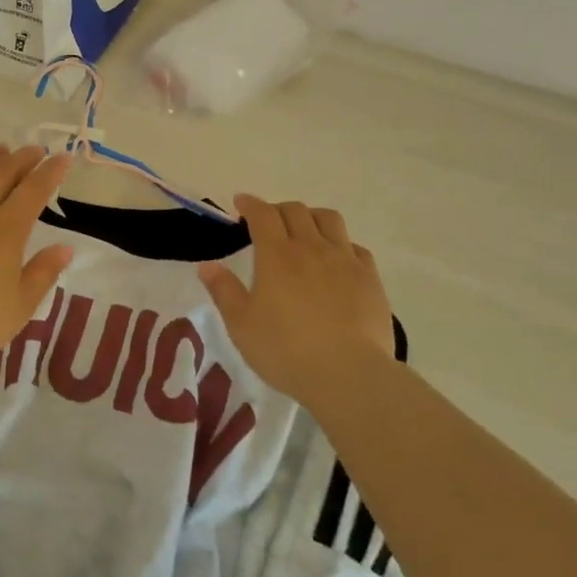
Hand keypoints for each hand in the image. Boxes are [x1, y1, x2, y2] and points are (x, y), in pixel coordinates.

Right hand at [198, 196, 396, 407]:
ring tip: (304, 231)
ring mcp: (345, 260)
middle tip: (268, 222)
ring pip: (329, 220)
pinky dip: (340, 244)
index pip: (262, 214)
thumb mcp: (241, 325)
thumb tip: (207, 266)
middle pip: (296, 211)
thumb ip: (224, 291)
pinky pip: (355, 247)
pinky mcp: (370, 278)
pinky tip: (336, 260)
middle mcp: (311, 247)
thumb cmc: (285, 349)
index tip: (241, 203)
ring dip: (312, 217)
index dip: (250, 204)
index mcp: (276, 255)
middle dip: (278, 209)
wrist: (348, 373)